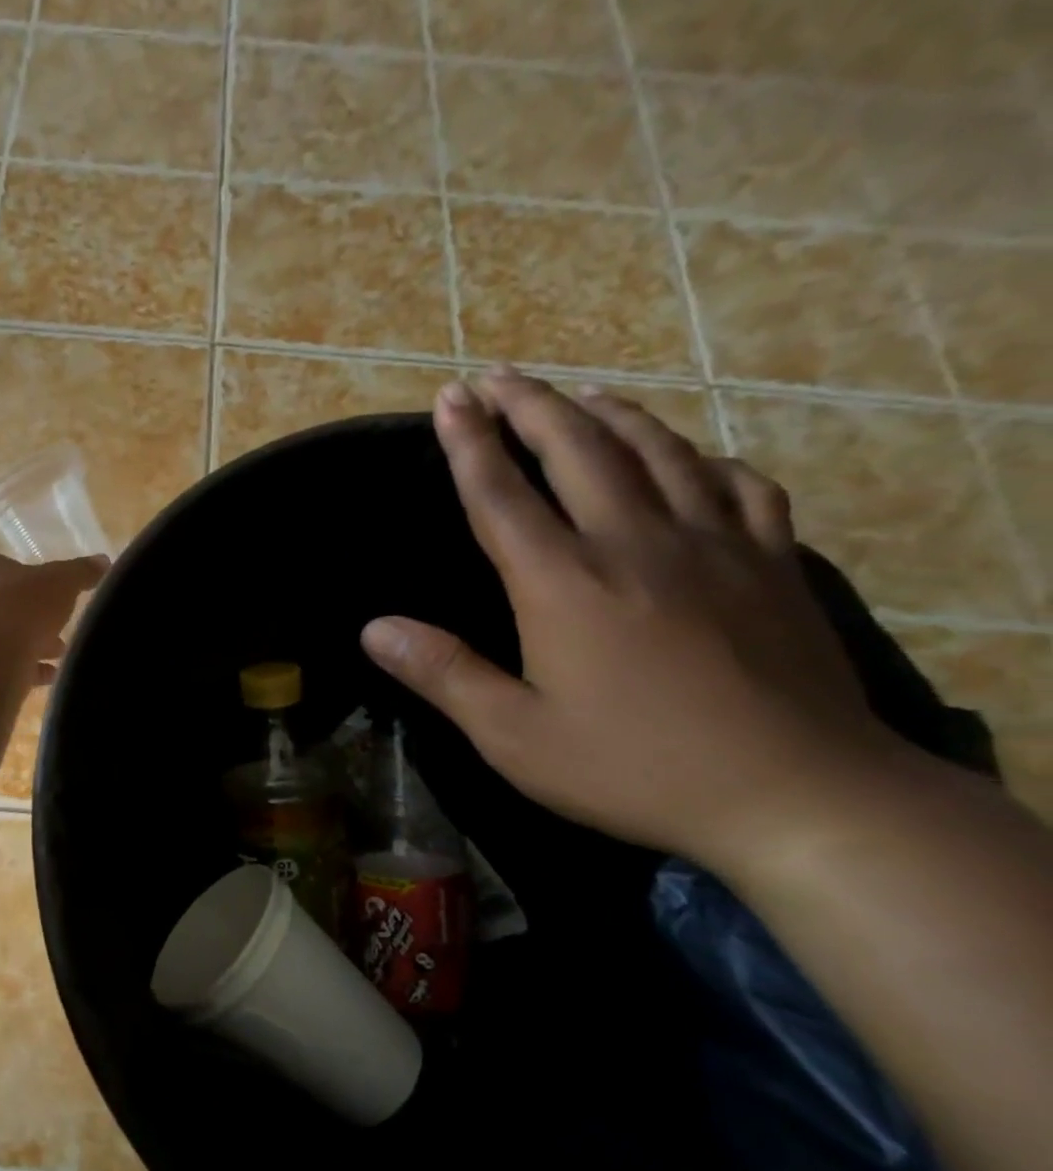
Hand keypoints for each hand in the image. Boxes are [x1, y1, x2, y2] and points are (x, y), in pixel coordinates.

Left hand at [0, 550, 107, 685]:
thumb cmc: (22, 606)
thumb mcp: (61, 582)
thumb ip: (81, 571)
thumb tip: (103, 561)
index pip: (6, 567)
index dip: (33, 582)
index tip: (55, 597)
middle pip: (4, 604)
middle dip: (34, 617)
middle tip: (59, 628)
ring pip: (0, 635)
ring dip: (29, 643)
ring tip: (58, 654)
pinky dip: (23, 668)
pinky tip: (48, 676)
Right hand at [360, 369, 906, 872]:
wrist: (797, 794)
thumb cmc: (633, 768)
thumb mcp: (514, 736)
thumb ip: (443, 674)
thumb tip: (373, 629)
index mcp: (564, 583)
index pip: (502, 494)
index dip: (469, 443)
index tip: (449, 397)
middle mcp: (635, 543)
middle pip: (579, 450)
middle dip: (532, 406)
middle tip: (500, 376)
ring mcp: (714, 545)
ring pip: (658, 452)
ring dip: (610, 415)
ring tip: (580, 394)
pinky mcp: (771, 563)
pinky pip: (738, 485)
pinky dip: (704, 458)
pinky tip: (691, 456)